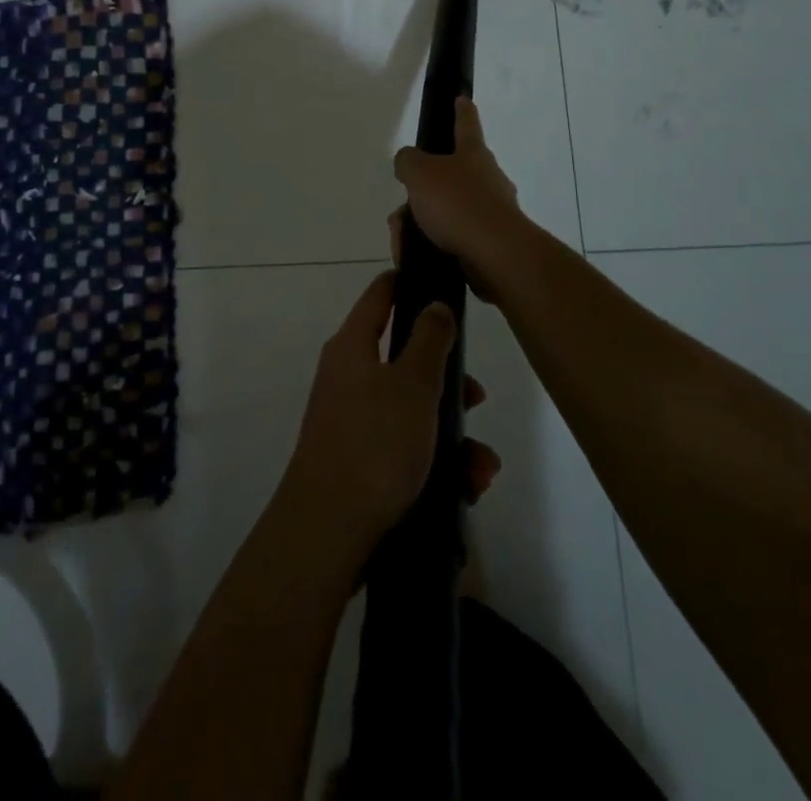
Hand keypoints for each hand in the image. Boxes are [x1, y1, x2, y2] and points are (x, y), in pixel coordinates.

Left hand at [284, 271, 500, 547]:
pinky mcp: (359, 461)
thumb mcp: (413, 384)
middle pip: (405, 360)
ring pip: (412, 411)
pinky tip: (465, 489)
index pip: (380, 295)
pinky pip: (405, 448)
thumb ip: (429, 340)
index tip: (438, 280)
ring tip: (481, 467)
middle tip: (477, 398)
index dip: (407, 282)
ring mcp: (351, 420)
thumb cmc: (374, 443)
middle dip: (448, 380)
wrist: (329, 530)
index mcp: (353, 346)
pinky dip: (436, 463)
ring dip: (452, 434)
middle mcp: (348, 377)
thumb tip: (435, 304)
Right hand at [391, 96, 523, 305]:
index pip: (466, 124)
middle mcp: (487, 178)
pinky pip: (453, 237)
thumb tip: (408, 163)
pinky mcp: (490, 242)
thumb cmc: (457, 204)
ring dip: (422, 222)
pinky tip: (418, 254)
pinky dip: (433, 244)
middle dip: (422, 192)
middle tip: (402, 210)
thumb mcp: (419, 173)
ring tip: (403, 239)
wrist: (495, 255)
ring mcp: (492, 211)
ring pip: (447, 210)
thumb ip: (408, 162)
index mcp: (473, 154)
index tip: (462, 99)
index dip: (461, 110)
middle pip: (449, 176)